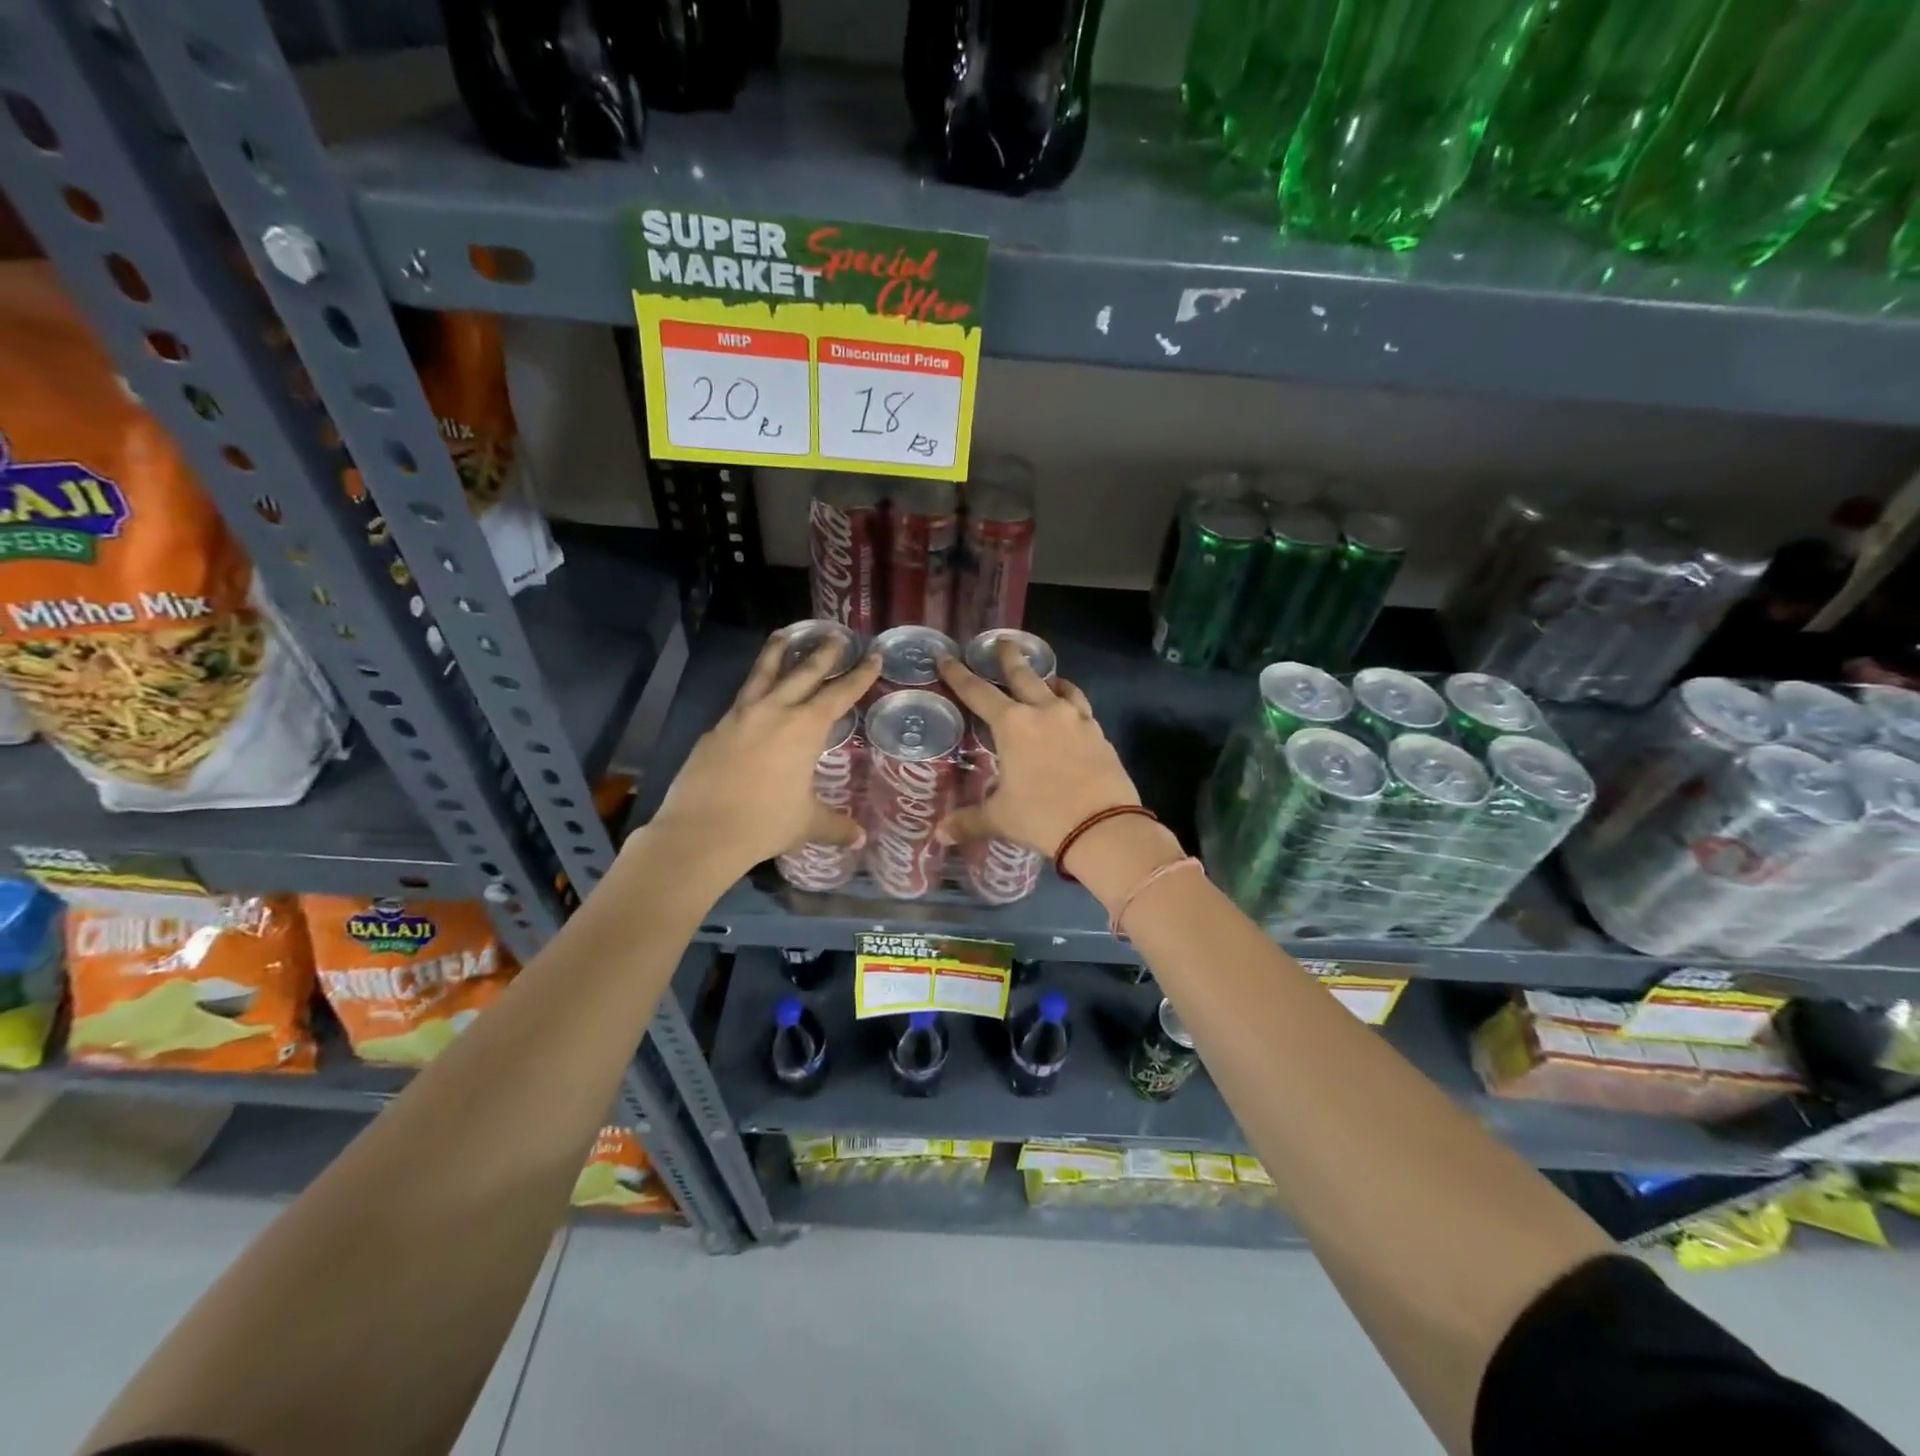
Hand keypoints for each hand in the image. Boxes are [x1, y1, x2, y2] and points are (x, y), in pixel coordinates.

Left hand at [649, 633, 880, 879]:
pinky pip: (740, 700)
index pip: (839, 694)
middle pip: (803, 673)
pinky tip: (753, 696)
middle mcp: (774, 712)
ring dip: (777, 653)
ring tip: (783, 635)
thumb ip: (835, 825)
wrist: (701, 832)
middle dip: (823, 653)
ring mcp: (740, 717)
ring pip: (762, 674)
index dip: (859, 676)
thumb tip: (860, 838)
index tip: (872, 657)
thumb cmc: (765, 824)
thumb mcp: (806, 824)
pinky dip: (752, 690)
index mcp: (804, 728)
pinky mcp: (715, 730)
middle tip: (835, 635)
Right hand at [935, 642, 1140, 858]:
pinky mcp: (1099, 733)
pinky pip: (1081, 708)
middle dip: (1009, 657)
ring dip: (1047, 678)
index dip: (958, 674)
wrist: (1103, 827)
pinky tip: (1071, 710)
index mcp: (1012, 725)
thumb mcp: (1000, 819)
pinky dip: (1071, 702)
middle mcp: (1043, 712)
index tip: (946, 656)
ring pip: (1058, 687)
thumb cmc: (1042, 817)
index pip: (977, 692)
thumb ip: (969, 821)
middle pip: (1023, 675)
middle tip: (1003, 641)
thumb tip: (940, 835)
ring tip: (1045, 677)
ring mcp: (1075, 720)